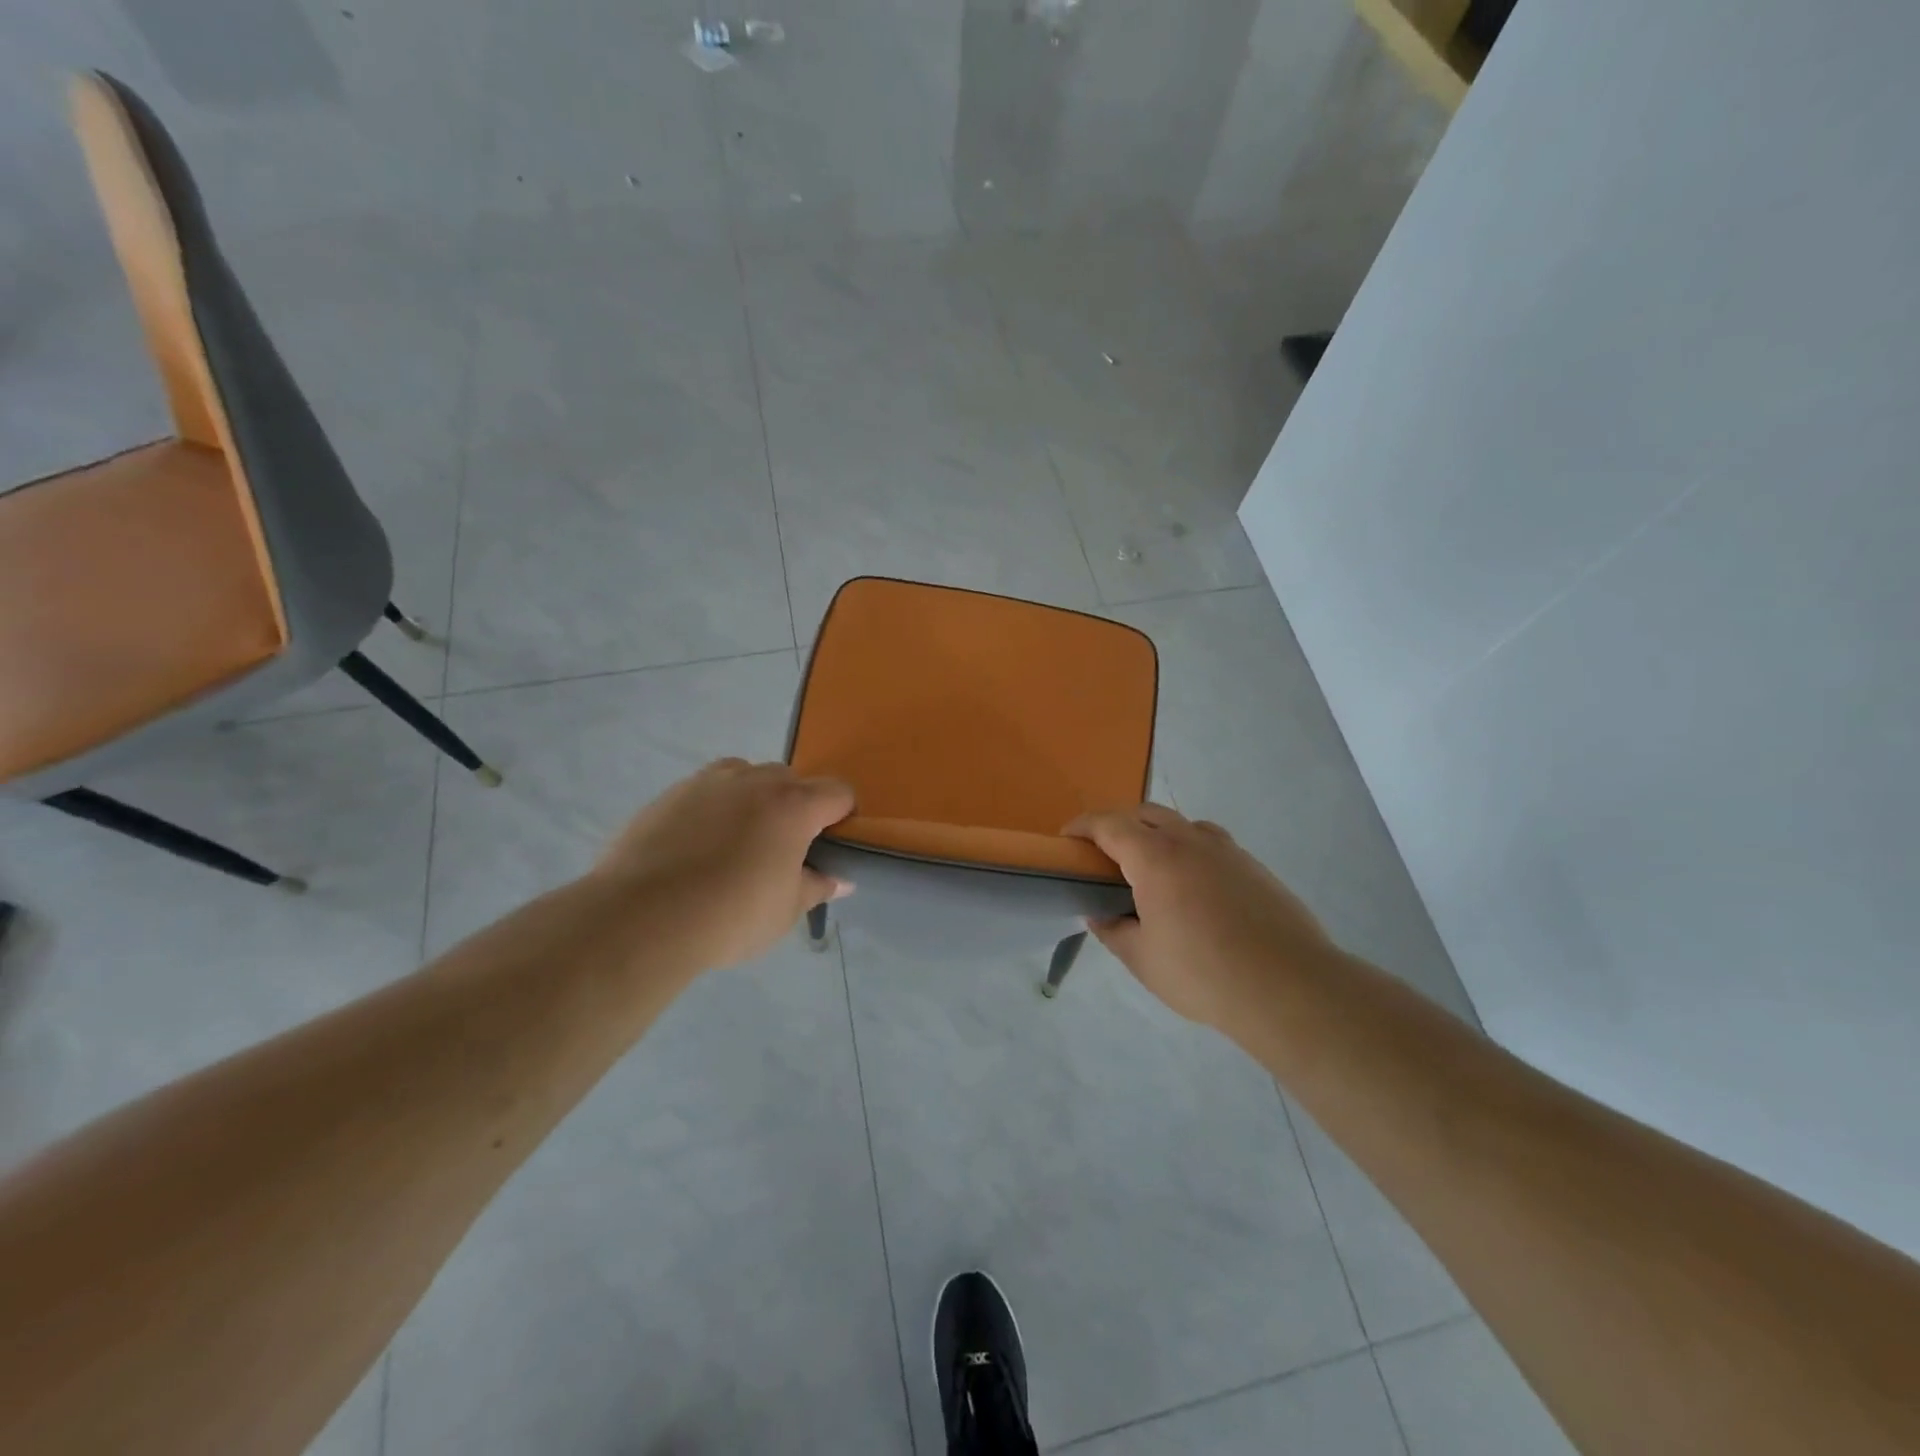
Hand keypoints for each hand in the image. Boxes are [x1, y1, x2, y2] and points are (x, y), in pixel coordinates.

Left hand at [597, 759, 854, 970]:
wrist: (641, 918)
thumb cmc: (730, 915)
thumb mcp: (786, 910)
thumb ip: (816, 887)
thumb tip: (839, 880)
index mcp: (793, 805)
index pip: (838, 791)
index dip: (842, 815)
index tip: (830, 844)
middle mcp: (754, 780)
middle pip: (791, 779)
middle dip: (795, 806)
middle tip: (781, 850)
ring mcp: (707, 782)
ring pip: (745, 776)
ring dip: (753, 799)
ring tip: (737, 842)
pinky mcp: (670, 794)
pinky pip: (706, 791)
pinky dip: (713, 809)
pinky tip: (697, 848)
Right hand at [1066, 804, 1335, 1031]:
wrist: (1288, 987)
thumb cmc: (1203, 973)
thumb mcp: (1142, 959)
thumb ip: (1113, 931)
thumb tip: (1098, 914)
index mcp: (1155, 857)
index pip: (1109, 824)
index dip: (1083, 826)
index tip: (1066, 838)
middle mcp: (1190, 841)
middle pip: (1146, 813)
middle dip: (1119, 824)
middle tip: (1105, 854)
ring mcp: (1228, 851)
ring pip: (1183, 824)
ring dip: (1158, 833)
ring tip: (1151, 868)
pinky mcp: (1254, 867)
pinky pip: (1211, 844)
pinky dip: (1190, 851)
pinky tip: (1194, 888)